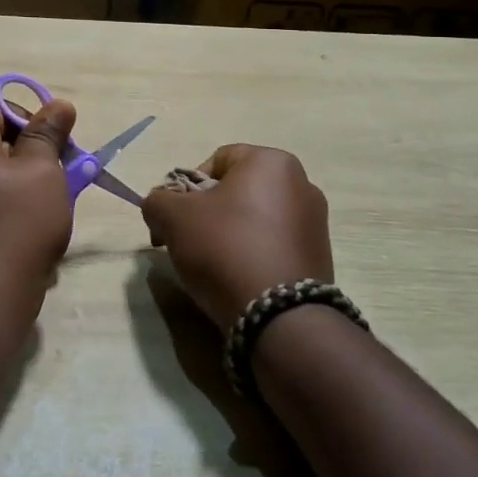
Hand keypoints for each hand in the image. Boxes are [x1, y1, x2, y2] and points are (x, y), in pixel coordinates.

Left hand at [0, 94, 78, 313]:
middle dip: (24, 149)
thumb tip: (58, 105)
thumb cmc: (17, 227)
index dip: (26, 116)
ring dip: (14, 177)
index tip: (53, 144)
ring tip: (44, 205)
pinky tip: (21, 228)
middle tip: (57, 174)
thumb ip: (48, 133)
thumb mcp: (44, 172)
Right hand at [141, 146, 331, 329]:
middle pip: (237, 190)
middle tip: (189, 241)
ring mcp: (315, 222)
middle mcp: (301, 183)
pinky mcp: (319, 256)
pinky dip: (253, 254)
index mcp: (271, 161)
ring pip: (255, 218)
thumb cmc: (225, 247)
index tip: (177, 218)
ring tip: (213, 264)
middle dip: (208, 212)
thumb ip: (158, 201)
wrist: (279, 316)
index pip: (217, 160)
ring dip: (230, 233)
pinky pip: (274, 244)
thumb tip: (160, 208)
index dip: (188, 187)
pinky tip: (239, 278)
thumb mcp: (173, 217)